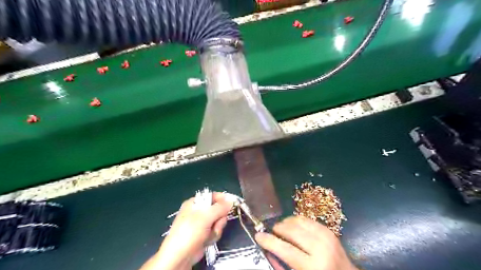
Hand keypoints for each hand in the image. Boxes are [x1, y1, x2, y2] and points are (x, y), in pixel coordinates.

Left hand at [141, 192, 233, 269]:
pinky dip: (213, 236)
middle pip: (218, 209)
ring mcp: (201, 223)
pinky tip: (206, 241)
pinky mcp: (203, 234)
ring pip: (218, 221)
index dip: (222, 199)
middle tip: (216, 223)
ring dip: (216, 229)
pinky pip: (215, 230)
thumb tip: (231, 200)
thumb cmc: (190, 232)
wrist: (180, 257)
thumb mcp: (206, 216)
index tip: (232, 203)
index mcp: (195, 203)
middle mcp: (198, 211)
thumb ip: (220, 207)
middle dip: (219, 218)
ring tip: (208, 234)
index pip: (212, 196)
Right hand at [255, 216, 355, 269]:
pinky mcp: (329, 231)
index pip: (285, 250)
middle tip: (271, 231)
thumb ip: (283, 266)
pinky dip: (297, 221)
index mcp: (313, 267)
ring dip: (286, 223)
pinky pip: (308, 220)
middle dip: (278, 229)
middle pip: (292, 231)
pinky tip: (293, 226)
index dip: (269, 241)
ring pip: (299, 222)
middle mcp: (321, 249)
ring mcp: (327, 237)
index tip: (258, 235)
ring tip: (281, 228)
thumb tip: (269, 250)